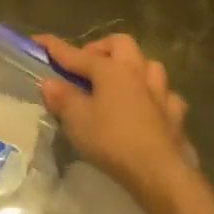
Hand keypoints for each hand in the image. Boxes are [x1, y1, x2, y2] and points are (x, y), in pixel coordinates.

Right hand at [35, 33, 192, 204]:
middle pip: (121, 44)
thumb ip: (62, 98)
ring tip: (120, 82)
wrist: (159, 172)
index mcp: (110, 69)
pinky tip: (149, 107)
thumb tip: (49, 82)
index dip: (55, 47)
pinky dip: (155, 97)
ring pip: (149, 65)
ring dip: (134, 68)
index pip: (76, 53)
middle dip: (102, 48)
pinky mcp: (175, 116)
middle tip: (87, 65)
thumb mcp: (77, 120)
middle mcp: (137, 72)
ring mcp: (160, 93)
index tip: (38, 40)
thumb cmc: (112, 140)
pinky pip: (166, 96)